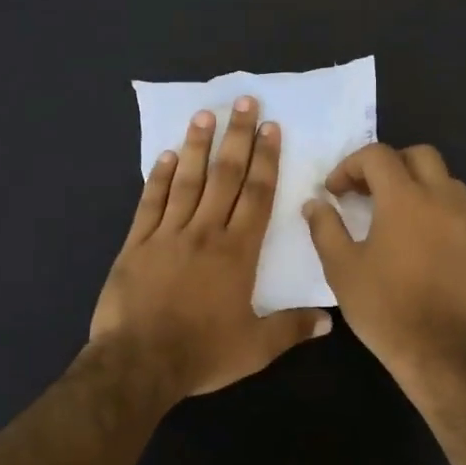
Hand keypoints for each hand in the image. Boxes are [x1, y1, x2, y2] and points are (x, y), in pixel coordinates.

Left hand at [91, 97, 331, 405]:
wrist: (139, 362)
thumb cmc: (201, 353)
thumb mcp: (255, 348)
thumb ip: (292, 328)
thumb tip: (329, 321)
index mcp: (237, 252)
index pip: (257, 195)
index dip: (266, 160)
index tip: (271, 128)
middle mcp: (205, 232)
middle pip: (225, 176)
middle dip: (237, 137)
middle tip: (244, 101)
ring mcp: (167, 234)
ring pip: (187, 181)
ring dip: (197, 146)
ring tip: (205, 114)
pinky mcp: (136, 244)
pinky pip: (150, 203)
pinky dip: (158, 178)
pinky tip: (165, 156)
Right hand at [303, 144, 465, 381]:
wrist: (441, 351)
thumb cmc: (384, 307)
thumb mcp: (341, 268)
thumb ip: (325, 228)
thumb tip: (315, 203)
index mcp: (405, 198)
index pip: (378, 155)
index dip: (350, 166)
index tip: (334, 191)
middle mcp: (441, 200)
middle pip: (420, 155)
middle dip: (389, 164)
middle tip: (367, 191)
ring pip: (446, 181)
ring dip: (418, 184)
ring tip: (395, 212)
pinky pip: (457, 214)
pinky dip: (435, 214)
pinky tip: (418, 244)